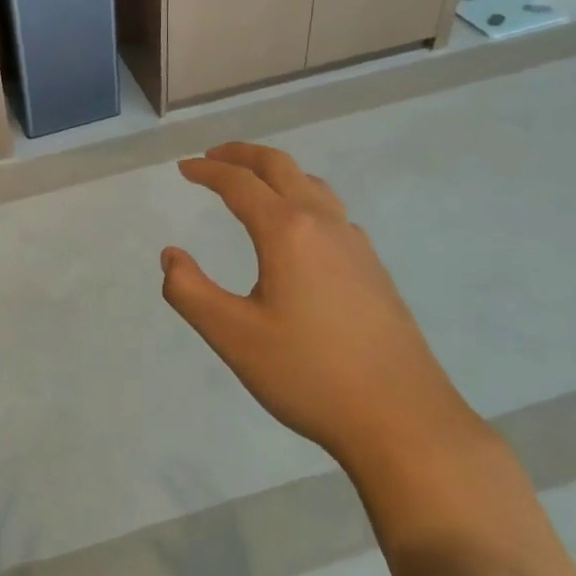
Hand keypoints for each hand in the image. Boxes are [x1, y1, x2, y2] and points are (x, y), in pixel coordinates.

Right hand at [161, 143, 479, 477]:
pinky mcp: (374, 268)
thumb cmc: (310, 375)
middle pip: (280, 166)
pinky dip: (301, 197)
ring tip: (252, 183)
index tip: (184, 168)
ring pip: (311, 185)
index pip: (239, 183)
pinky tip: (297, 230)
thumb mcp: (233, 337)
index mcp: (287, 231)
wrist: (404, 421)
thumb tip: (171, 256)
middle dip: (242, 155)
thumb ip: (189, 291)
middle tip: (212, 157)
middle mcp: (323, 223)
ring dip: (276, 173)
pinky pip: (331, 210)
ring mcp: (355, 244)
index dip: (207, 171)